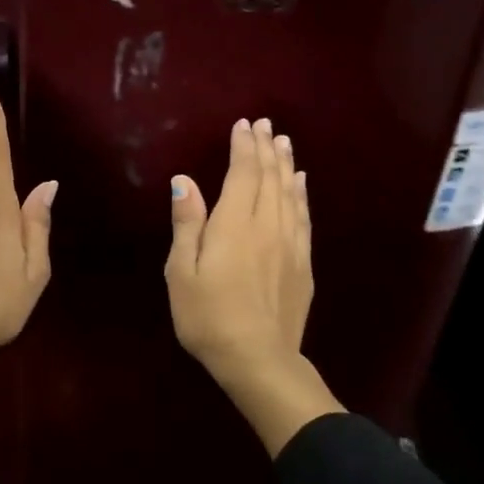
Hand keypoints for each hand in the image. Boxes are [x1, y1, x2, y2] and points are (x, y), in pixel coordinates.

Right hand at [167, 118, 340, 453]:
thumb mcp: (181, 273)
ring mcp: (290, 244)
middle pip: (269, 177)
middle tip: (266, 124)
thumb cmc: (208, 316)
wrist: (258, 359)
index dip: (243, 147)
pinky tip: (300, 184)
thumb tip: (185, 181)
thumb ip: (186, 224)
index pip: (242, 174)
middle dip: (266, 148)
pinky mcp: (302, 263)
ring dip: (285, 164)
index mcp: (234, 225)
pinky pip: (303, 217)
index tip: (243, 125)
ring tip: (283, 142)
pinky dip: (301, 195)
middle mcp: (266, 226)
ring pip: (290, 193)